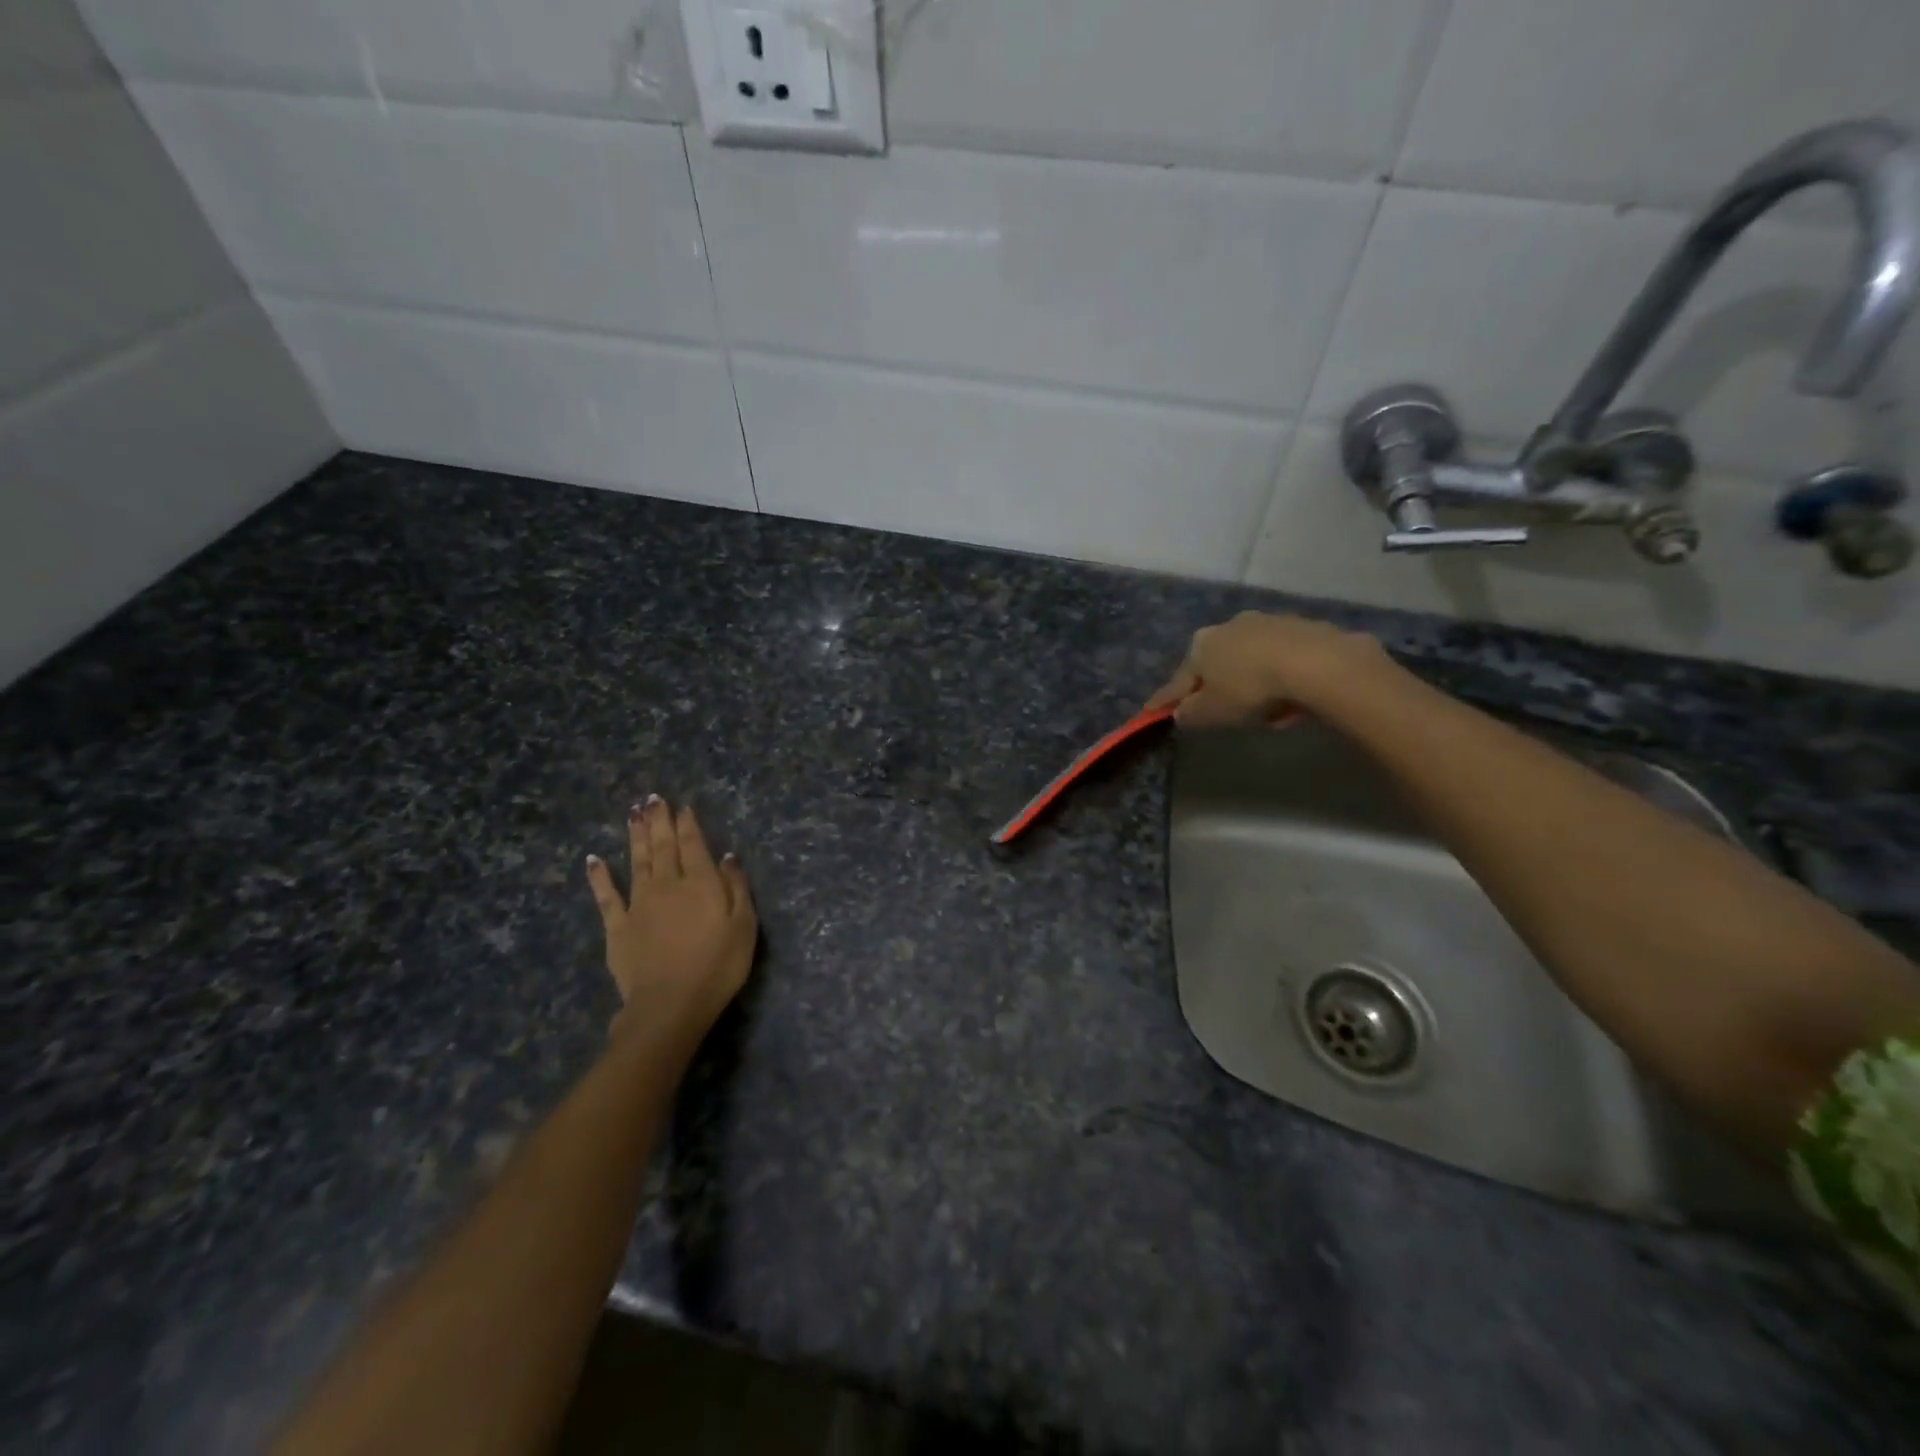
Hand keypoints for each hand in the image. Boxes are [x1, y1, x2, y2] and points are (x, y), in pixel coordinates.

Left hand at [585, 796, 756, 1041]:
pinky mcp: (617, 927)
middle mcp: (668, 884)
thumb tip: (727, 856)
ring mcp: (639, 904)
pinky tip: (593, 859)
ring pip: (637, 861)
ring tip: (632, 813)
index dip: (688, 824)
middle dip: (659, 821)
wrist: (670, 1005)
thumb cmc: (718, 966)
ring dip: (635, 835)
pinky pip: (606, 896)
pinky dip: (599, 876)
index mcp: (700, 883)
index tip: (682, 806)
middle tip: (653, 798)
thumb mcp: (744, 926)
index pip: (694, 845)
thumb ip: (736, 888)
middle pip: (663, 846)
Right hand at [1147, 611, 1394, 728]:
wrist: (1315, 663)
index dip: (1166, 698)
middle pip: (1216, 665)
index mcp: (1201, 645)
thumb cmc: (1250, 688)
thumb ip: (1190, 714)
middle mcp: (1229, 626)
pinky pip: (1282, 660)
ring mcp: (1266, 623)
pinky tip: (1292, 699)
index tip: (1152, 710)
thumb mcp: (1212, 712)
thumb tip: (1181, 713)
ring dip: (1253, 682)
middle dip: (1218, 687)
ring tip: (1269, 711)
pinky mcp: (1301, 627)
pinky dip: (1281, 678)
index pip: (1178, 679)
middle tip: (1226, 713)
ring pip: (1251, 660)